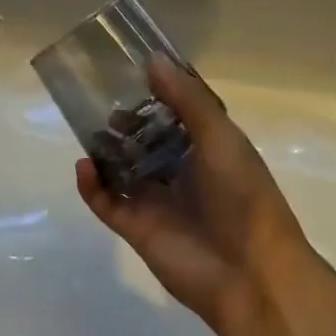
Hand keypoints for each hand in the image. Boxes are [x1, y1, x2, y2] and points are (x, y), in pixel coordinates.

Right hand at [76, 56, 317, 335]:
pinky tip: (85, 166)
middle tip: (103, 103)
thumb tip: (152, 61)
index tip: (132, 72)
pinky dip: (92, 185)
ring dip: (106, 151)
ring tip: (90, 131)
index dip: (157, 95)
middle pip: (146, 141)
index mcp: (208, 150)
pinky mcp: (137, 229)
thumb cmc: (242, 196)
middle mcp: (182, 172)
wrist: (251, 274)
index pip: (177, 116)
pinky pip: (107, 202)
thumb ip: (186, 99)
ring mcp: (158, 202)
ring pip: (123, 170)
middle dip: (126, 123)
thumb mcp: (220, 137)